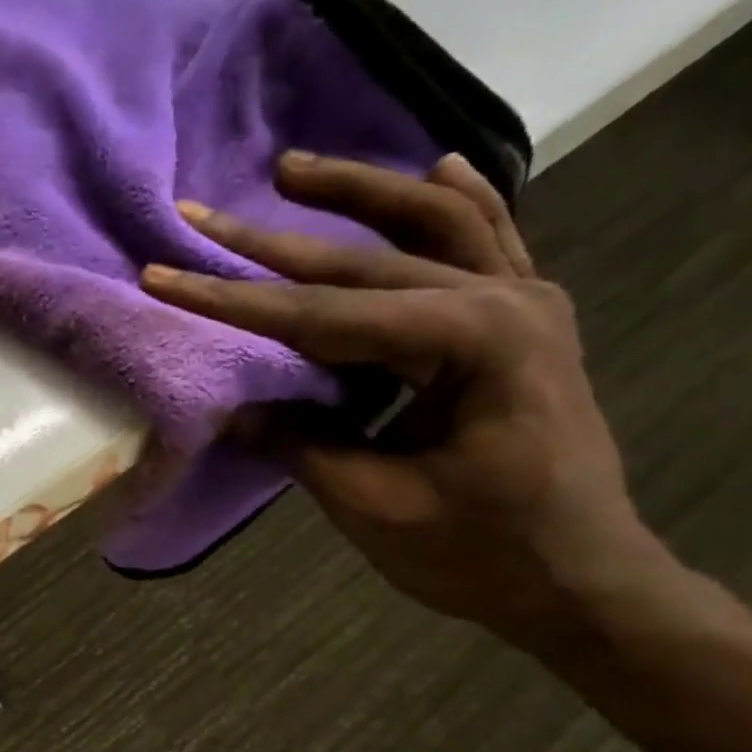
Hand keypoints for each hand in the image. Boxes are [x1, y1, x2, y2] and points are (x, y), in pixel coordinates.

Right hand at [142, 152, 666, 652]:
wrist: (584, 581)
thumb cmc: (483, 555)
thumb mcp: (376, 508)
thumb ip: (301, 445)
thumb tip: (230, 408)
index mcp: (473, 344)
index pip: (324, 316)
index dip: (236, 302)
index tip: (167, 276)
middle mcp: (505, 300)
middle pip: (365, 262)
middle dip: (273, 242)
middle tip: (202, 214)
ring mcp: (525, 303)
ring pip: (432, 225)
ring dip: (360, 194)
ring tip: (291, 170)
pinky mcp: (527, 322)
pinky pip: (489, 244)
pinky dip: (455, 206)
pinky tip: (434, 171)